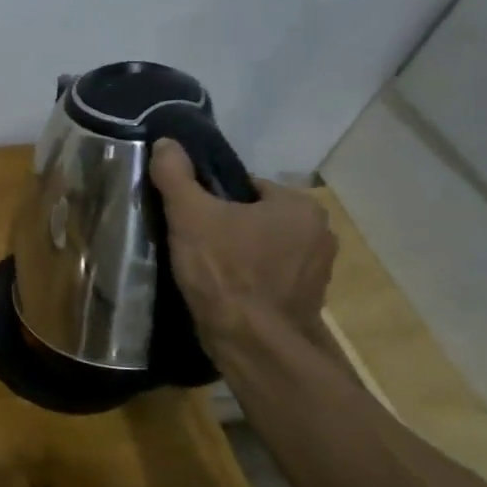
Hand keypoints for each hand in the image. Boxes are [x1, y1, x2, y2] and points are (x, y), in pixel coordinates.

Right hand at [150, 139, 336, 344]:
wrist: (253, 344)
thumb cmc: (225, 272)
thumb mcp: (190, 216)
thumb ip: (176, 176)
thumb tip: (166, 142)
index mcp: (299, 205)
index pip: (247, 188)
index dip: (213, 201)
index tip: (192, 220)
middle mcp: (320, 233)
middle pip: (258, 218)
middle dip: (229, 229)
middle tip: (195, 245)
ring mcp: (319, 271)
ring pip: (266, 249)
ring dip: (242, 256)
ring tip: (208, 272)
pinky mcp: (310, 302)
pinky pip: (273, 279)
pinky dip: (252, 282)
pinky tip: (226, 293)